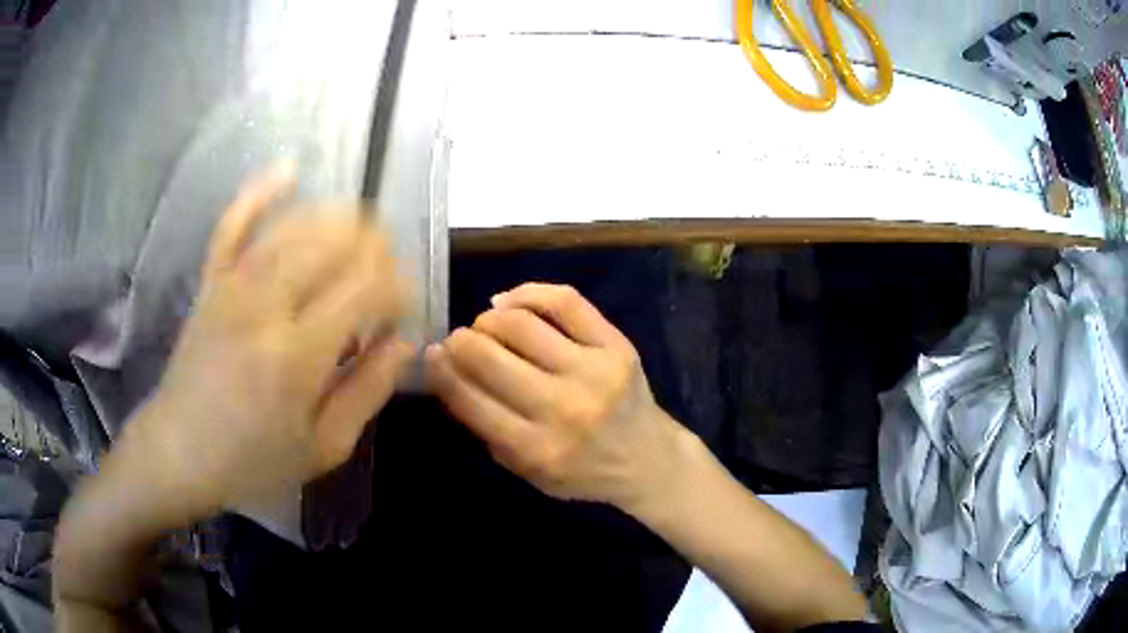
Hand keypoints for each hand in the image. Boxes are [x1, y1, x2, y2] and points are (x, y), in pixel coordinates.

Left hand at [122, 167, 413, 517]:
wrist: (179, 451)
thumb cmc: (253, 460)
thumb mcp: (323, 447)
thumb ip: (368, 391)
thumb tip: (404, 341)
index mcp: (298, 354)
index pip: (368, 286)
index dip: (399, 288)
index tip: (401, 311)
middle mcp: (266, 304)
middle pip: (337, 242)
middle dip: (377, 249)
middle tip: (384, 278)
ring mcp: (232, 284)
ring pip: (296, 223)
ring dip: (340, 219)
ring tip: (361, 235)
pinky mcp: (211, 279)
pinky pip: (235, 221)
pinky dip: (262, 191)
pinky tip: (290, 169)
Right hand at [425, 283, 684, 513]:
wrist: (648, 459)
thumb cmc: (581, 472)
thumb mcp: (526, 472)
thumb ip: (486, 432)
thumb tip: (447, 376)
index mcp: (535, 449)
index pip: (470, 399)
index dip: (440, 371)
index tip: (430, 355)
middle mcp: (563, 409)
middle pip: (489, 357)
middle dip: (460, 342)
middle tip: (456, 340)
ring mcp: (593, 372)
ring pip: (521, 325)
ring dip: (489, 320)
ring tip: (485, 326)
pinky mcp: (616, 346)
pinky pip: (565, 301)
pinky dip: (528, 294)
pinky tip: (509, 303)